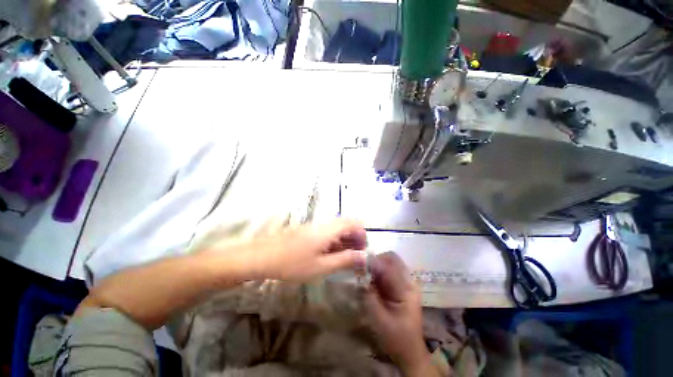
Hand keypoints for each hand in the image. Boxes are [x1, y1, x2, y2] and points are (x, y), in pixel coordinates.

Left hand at [237, 219, 367, 281]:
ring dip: (344, 239)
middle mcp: (322, 223)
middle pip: (345, 224)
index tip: (364, 247)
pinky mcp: (306, 230)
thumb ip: (344, 260)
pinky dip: (333, 240)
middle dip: (354, 236)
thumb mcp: (321, 266)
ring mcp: (313, 226)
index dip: (361, 232)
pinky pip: (325, 231)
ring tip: (345, 256)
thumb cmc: (292, 263)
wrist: (262, 256)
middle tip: (356, 254)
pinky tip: (330, 253)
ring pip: (335, 228)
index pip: (352, 222)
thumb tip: (363, 256)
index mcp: (328, 230)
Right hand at [365, 252, 435, 375]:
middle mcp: (408, 281)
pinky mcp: (401, 286)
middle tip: (362, 270)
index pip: (390, 265)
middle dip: (375, 260)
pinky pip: (388, 271)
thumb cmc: (395, 338)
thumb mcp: (379, 320)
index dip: (373, 262)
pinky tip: (371, 281)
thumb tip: (359, 276)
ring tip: (365, 275)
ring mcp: (406, 283)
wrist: (410, 352)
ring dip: (376, 265)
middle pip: (392, 258)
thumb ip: (369, 296)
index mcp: (406, 289)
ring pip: (390, 262)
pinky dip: (378, 272)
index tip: (359, 265)